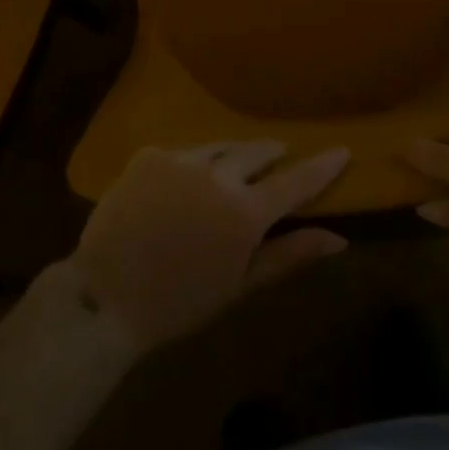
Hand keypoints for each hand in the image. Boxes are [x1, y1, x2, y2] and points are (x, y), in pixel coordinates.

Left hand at [72, 141, 350, 350]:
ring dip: (235, 154)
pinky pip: (183, 152)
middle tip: (280, 156)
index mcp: (245, 212)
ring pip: (221, 147)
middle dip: (273, 154)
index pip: (296, 181)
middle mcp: (219, 175)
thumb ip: (290, 254)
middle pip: (258, 152)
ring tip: (237, 163)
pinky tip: (186, 179)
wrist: (106, 297)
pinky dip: (194, 163)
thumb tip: (339, 239)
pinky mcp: (150, 154)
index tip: (342, 149)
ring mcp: (181, 159)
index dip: (322, 166)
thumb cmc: (180, 303)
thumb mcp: (241, 285)